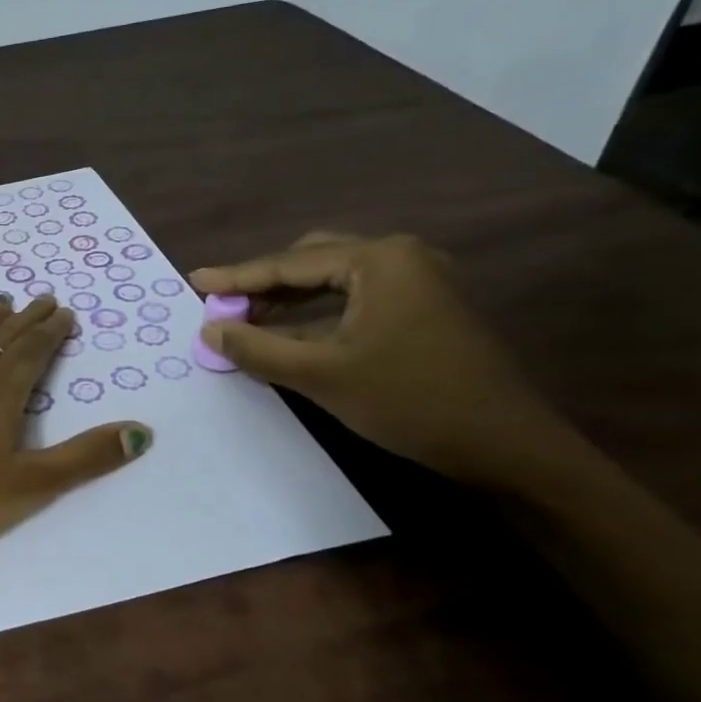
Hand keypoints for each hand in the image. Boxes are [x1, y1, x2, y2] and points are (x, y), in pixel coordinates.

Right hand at [192, 232, 573, 489]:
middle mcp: (400, 257)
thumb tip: (209, 330)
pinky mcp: (426, 308)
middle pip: (314, 261)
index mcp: (379, 260)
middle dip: (265, 283)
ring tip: (248, 320)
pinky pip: (357, 299)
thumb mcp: (321, 375)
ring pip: (335, 281)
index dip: (237, 276)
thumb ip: (258, 348)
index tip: (195, 280)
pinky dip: (319, 314)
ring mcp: (419, 281)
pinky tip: (292, 335)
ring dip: (290, 300)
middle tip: (224, 305)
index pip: (290, 264)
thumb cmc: (409, 400)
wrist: (505, 444)